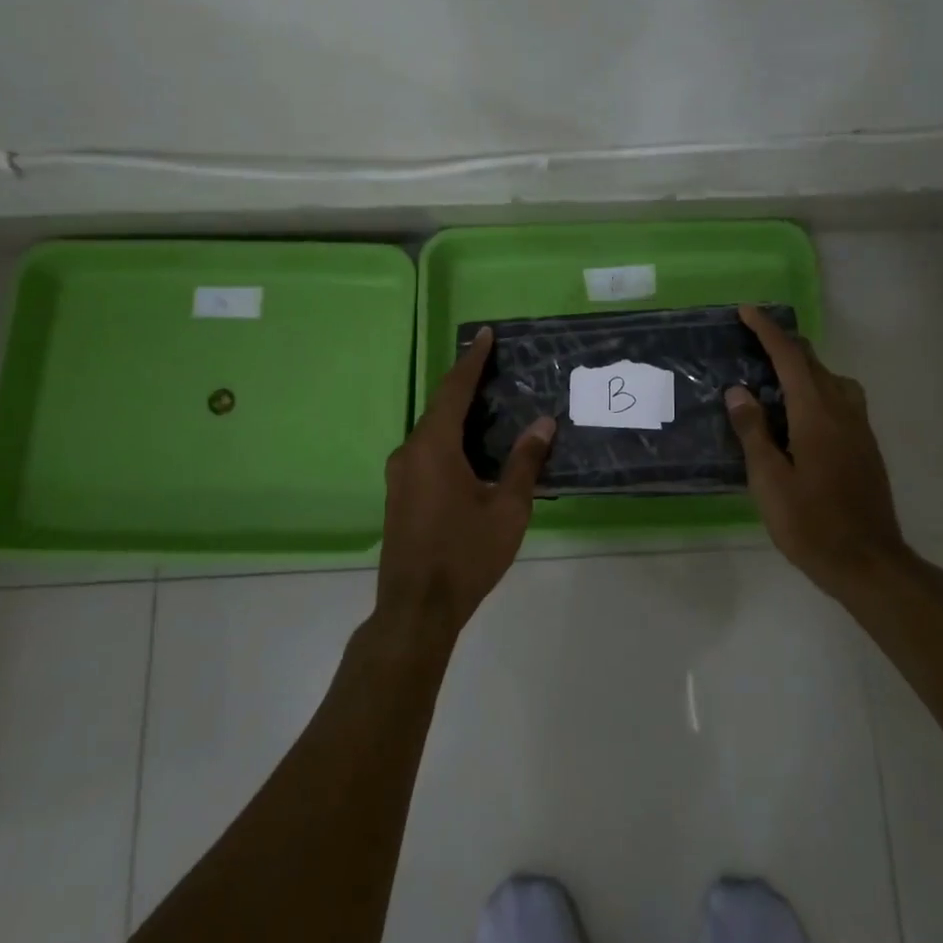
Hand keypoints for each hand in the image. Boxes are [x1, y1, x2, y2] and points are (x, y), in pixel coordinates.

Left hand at [376, 329, 554, 644]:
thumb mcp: (506, 508)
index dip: (472, 360)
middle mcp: (410, 452)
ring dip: (456, 412)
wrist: (416, 609)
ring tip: (487, 401)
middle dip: (466, 383)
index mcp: (434, 447)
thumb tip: (543, 424)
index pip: (455, 390)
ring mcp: (400, 474)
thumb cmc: (465, 555)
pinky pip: (426, 450)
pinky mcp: (399, 494)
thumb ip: (524, 462)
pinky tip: (469, 446)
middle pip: (440, 406)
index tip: (485, 334)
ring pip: (431, 430)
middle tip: (494, 365)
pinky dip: (448, 436)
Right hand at [725, 305, 911, 596]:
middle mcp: (842, 411)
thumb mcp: (769, 480)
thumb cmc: (811, 524)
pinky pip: (841, 399)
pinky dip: (818, 388)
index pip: (790, 358)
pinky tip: (801, 414)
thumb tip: (739, 390)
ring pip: (833, 380)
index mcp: (816, 414)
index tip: (747, 311)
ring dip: (805, 367)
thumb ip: (753, 431)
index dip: (768, 331)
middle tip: (754, 340)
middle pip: (814, 363)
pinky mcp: (866, 446)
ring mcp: (859, 428)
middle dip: (785, 344)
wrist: (869, 563)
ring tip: (777, 376)